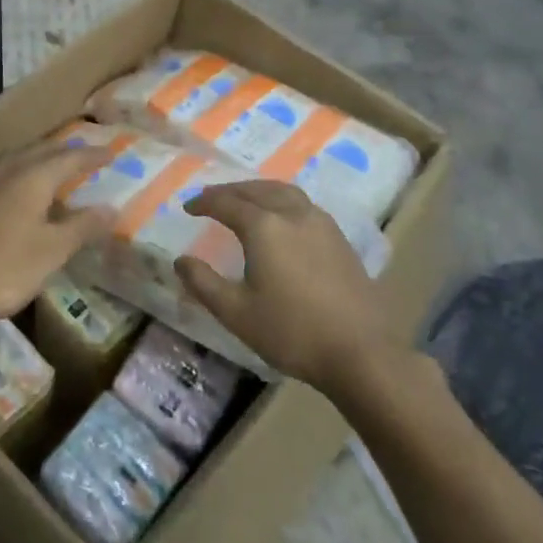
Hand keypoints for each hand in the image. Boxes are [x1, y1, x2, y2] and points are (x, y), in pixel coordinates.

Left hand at [0, 142, 113, 341]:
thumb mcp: (51, 252)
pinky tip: (12, 191)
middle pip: (40, 150)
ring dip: (37, 158)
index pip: (70, 157)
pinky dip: (16, 173)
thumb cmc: (0, 268)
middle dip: (65, 151)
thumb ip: (82, 227)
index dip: (92, 155)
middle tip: (84, 155)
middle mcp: (5, 168)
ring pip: (15, 158)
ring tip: (51, 168)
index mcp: (31, 176)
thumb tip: (112, 208)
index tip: (111, 152)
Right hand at [176, 180, 387, 390]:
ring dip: (258, 190)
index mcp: (264, 226)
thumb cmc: (292, 332)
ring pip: (283, 191)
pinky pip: (302, 204)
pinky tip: (281, 219)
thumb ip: (204, 283)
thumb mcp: (237, 313)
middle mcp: (292, 214)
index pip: (226, 203)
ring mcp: (321, 223)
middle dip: (230, 191)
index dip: (204, 202)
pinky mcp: (340, 238)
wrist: (362, 352)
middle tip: (212, 198)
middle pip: (256, 190)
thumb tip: (180, 260)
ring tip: (245, 199)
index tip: (188, 208)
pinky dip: (281, 200)